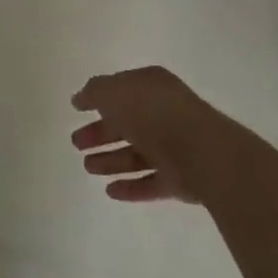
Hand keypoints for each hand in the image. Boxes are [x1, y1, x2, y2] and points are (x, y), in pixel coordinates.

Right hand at [70, 66, 217, 205]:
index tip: (77, 109)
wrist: (201, 152)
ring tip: (88, 168)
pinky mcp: (181, 179)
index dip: (98, 98)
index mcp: (151, 87)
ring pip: (137, 154)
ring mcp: (175, 147)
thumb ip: (94, 92)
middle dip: (100, 133)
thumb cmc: (152, 113)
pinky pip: (151, 182)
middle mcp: (164, 113)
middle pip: (126, 124)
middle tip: (76, 142)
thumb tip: (81, 98)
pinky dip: (131, 186)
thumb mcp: (113, 92)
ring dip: (111, 161)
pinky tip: (110, 191)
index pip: (120, 90)